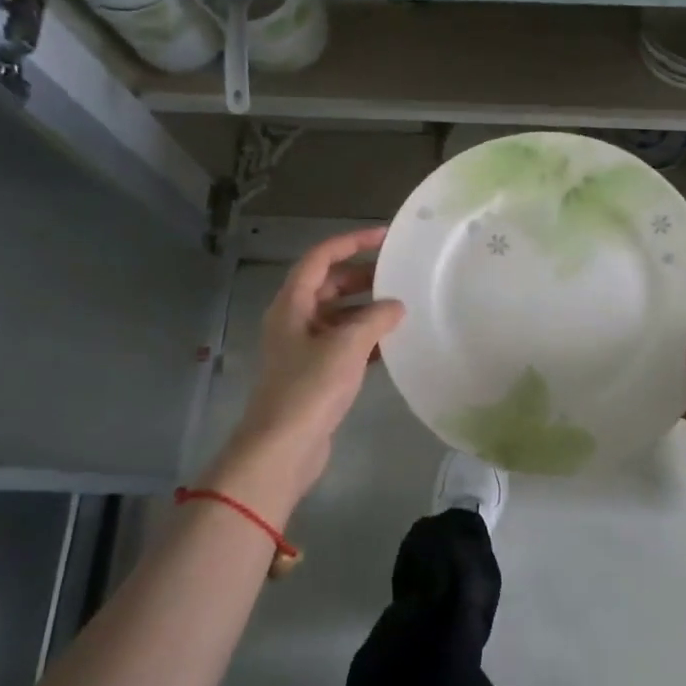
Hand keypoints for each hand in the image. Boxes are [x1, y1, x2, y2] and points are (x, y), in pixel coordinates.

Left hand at [221, 228, 404, 512]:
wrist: (283, 448)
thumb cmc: (310, 388)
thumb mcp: (347, 346)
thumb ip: (375, 319)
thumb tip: (396, 306)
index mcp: (292, 304)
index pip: (321, 258)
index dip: (351, 241)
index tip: (385, 237)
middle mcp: (294, 320)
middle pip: (329, 285)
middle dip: (362, 276)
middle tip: (398, 274)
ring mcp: (303, 348)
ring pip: (338, 316)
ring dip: (366, 309)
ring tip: (402, 307)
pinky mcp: (315, 374)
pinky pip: (343, 344)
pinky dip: (366, 339)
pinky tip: (393, 344)